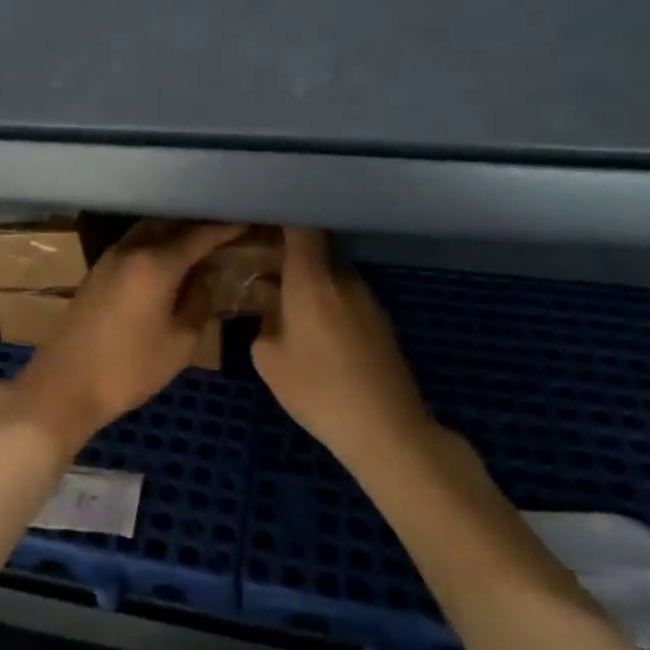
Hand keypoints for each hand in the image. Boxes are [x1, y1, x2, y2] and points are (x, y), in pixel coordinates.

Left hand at [6, 220, 244, 452]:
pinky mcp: (98, 270)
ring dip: (176, 232)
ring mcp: (110, 257)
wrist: (65, 385)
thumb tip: (210, 272)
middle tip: (229, 228)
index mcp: (156, 262)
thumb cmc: (130, 368)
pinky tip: (170, 258)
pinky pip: (135, 243)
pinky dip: (157, 243)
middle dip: (201, 224)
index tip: (249, 219)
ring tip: (204, 241)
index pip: (199, 234)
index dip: (226, 227)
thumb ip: (200, 300)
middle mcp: (131, 248)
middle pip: (172, 224)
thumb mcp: (180, 341)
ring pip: (150, 231)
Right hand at [253, 229, 432, 472]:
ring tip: (287, 303)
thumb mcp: (268, 359)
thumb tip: (272, 312)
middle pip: (316, 250)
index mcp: (312, 278)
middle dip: (290, 255)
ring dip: (311, 282)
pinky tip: (316, 332)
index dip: (282, 219)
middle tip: (264, 268)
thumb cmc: (318, 389)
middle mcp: (344, 278)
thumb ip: (263, 324)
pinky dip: (328, 302)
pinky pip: (347, 298)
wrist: (387, 430)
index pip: (301, 228)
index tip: (261, 222)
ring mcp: (368, 300)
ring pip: (332, 275)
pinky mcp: (382, 323)